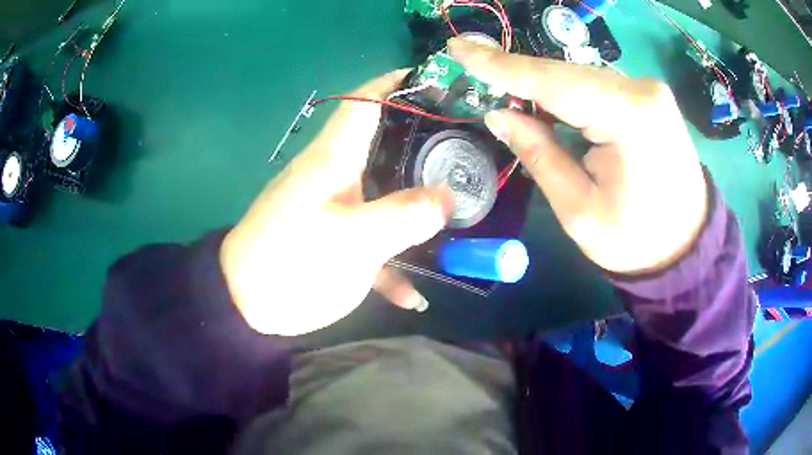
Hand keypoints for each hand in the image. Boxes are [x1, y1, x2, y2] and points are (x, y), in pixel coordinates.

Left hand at [220, 70, 452, 335]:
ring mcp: (334, 208)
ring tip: (458, 205)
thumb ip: (403, 215)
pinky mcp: (334, 240)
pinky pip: (371, 241)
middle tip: (464, 146)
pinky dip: (392, 263)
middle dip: (422, 141)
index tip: (434, 83)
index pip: (364, 101)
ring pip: (384, 191)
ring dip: (416, 199)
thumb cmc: (292, 262)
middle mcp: (334, 175)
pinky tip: (413, 295)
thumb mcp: (351, 240)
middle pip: (382, 143)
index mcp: (333, 159)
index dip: (395, 84)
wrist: (247, 304)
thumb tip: (448, 198)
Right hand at [449, 38, 707, 273]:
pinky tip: (546, 104)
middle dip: (518, 75)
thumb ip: (538, 155)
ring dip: (542, 86)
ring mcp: (649, 90)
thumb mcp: (579, 210)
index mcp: (629, 117)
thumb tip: (498, 114)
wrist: (687, 247)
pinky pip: (596, 86)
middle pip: (566, 74)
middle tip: (472, 67)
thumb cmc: (636, 241)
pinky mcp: (649, 98)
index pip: (552, 81)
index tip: (458, 48)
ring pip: (579, 77)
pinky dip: (566, 93)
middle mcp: (642, 90)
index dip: (500, 65)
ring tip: (505, 91)